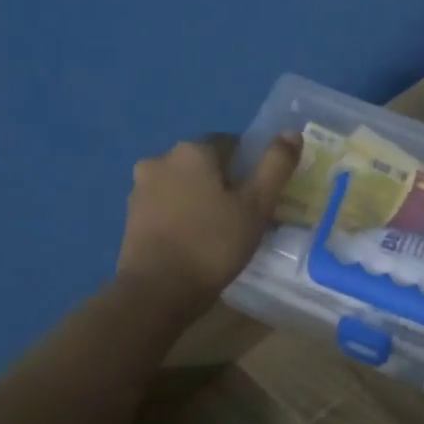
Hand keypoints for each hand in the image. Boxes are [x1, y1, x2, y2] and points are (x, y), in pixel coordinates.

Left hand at [117, 132, 301, 311]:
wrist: (158, 290)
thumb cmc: (214, 243)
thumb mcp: (257, 205)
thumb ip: (276, 165)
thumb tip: (291, 132)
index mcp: (193, 150)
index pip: (233, 144)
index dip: (251, 168)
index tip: (260, 197)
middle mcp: (161, 158)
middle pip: (206, 164)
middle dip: (225, 183)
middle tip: (244, 216)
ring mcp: (141, 187)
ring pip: (184, 184)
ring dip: (201, 198)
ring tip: (219, 231)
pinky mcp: (131, 215)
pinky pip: (167, 205)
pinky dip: (182, 215)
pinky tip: (195, 240)